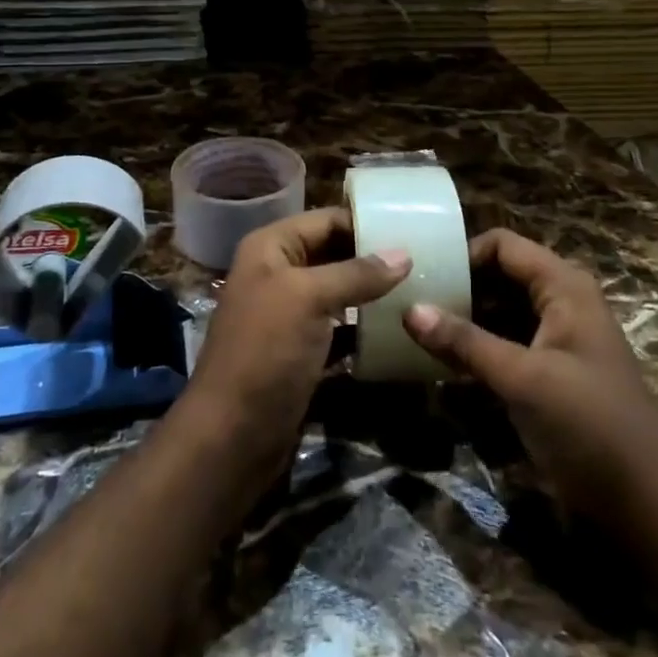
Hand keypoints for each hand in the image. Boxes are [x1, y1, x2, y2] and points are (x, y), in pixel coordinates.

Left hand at [183, 207, 409, 480]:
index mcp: (271, 248)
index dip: (365, 223)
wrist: (232, 436)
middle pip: (334, 254)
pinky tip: (400, 331)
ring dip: (373, 295)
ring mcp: (290, 315)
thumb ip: (356, 274)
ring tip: (421, 291)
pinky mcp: (303, 352)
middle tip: (425, 261)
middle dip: (374, 259)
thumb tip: (404, 253)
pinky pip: (340, 330)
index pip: (326, 220)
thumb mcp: (309, 299)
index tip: (413, 229)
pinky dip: (365, 330)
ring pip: (340, 293)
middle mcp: (278, 274)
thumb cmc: (266, 351)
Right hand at [403, 229, 657, 522]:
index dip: (463, 254)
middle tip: (407, 301)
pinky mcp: (546, 375)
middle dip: (456, 287)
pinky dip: (473, 348)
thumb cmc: (591, 425)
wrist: (650, 506)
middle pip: (498, 276)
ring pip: (497, 313)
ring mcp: (553, 341)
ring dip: (461, 320)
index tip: (420, 275)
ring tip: (412, 328)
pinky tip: (438, 361)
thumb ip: (466, 342)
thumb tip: (408, 309)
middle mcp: (559, 303)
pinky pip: (502, 345)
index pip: (503, 246)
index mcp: (563, 287)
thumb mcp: (524, 379)